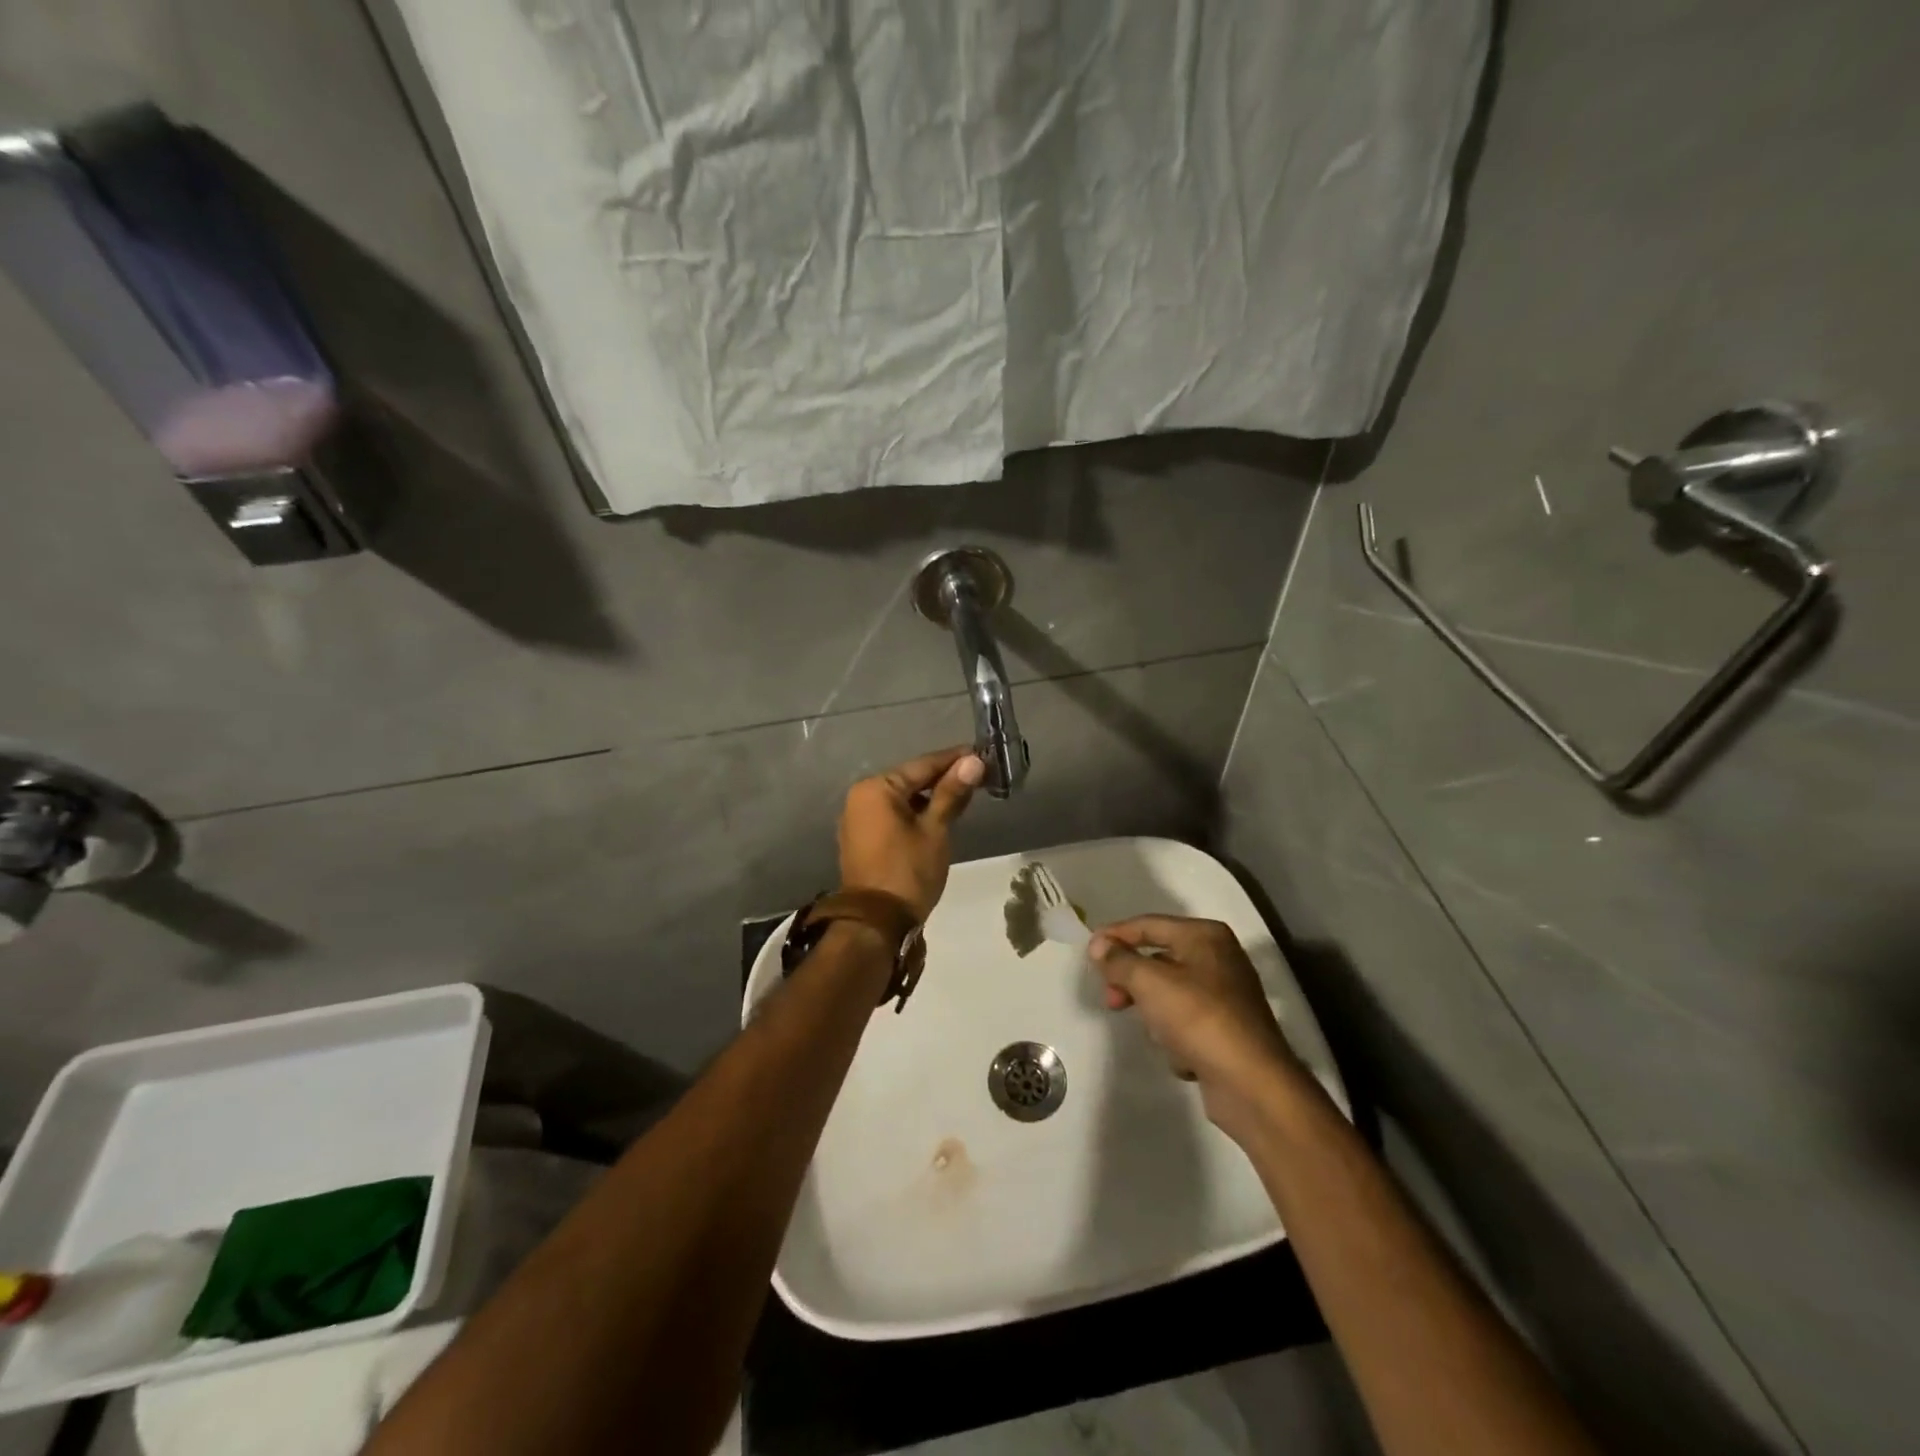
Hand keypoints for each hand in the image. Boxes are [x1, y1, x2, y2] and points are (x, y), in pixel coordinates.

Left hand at [838, 747, 985, 920]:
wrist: (876, 923)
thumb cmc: (908, 871)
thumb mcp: (935, 830)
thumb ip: (951, 793)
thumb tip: (973, 761)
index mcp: (876, 788)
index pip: (923, 765)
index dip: (954, 760)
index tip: (982, 754)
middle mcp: (861, 796)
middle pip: (910, 780)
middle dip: (943, 778)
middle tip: (979, 775)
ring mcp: (858, 818)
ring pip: (902, 798)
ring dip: (931, 797)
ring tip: (965, 795)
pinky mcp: (862, 838)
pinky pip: (893, 815)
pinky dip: (916, 813)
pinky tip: (940, 815)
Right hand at [1089, 916, 1300, 1143]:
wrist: (1251, 1084)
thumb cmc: (1198, 1019)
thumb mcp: (1149, 982)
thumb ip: (1119, 960)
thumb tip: (1099, 945)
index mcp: (1205, 936)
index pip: (1148, 924)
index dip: (1115, 935)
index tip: (1088, 953)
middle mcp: (1219, 958)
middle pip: (1158, 959)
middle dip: (1132, 980)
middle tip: (1110, 999)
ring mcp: (1225, 995)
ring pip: (1169, 993)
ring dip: (1154, 1012)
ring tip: (1155, 1033)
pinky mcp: (1227, 1029)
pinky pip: (1185, 1022)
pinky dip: (1175, 1035)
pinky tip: (1179, 1054)